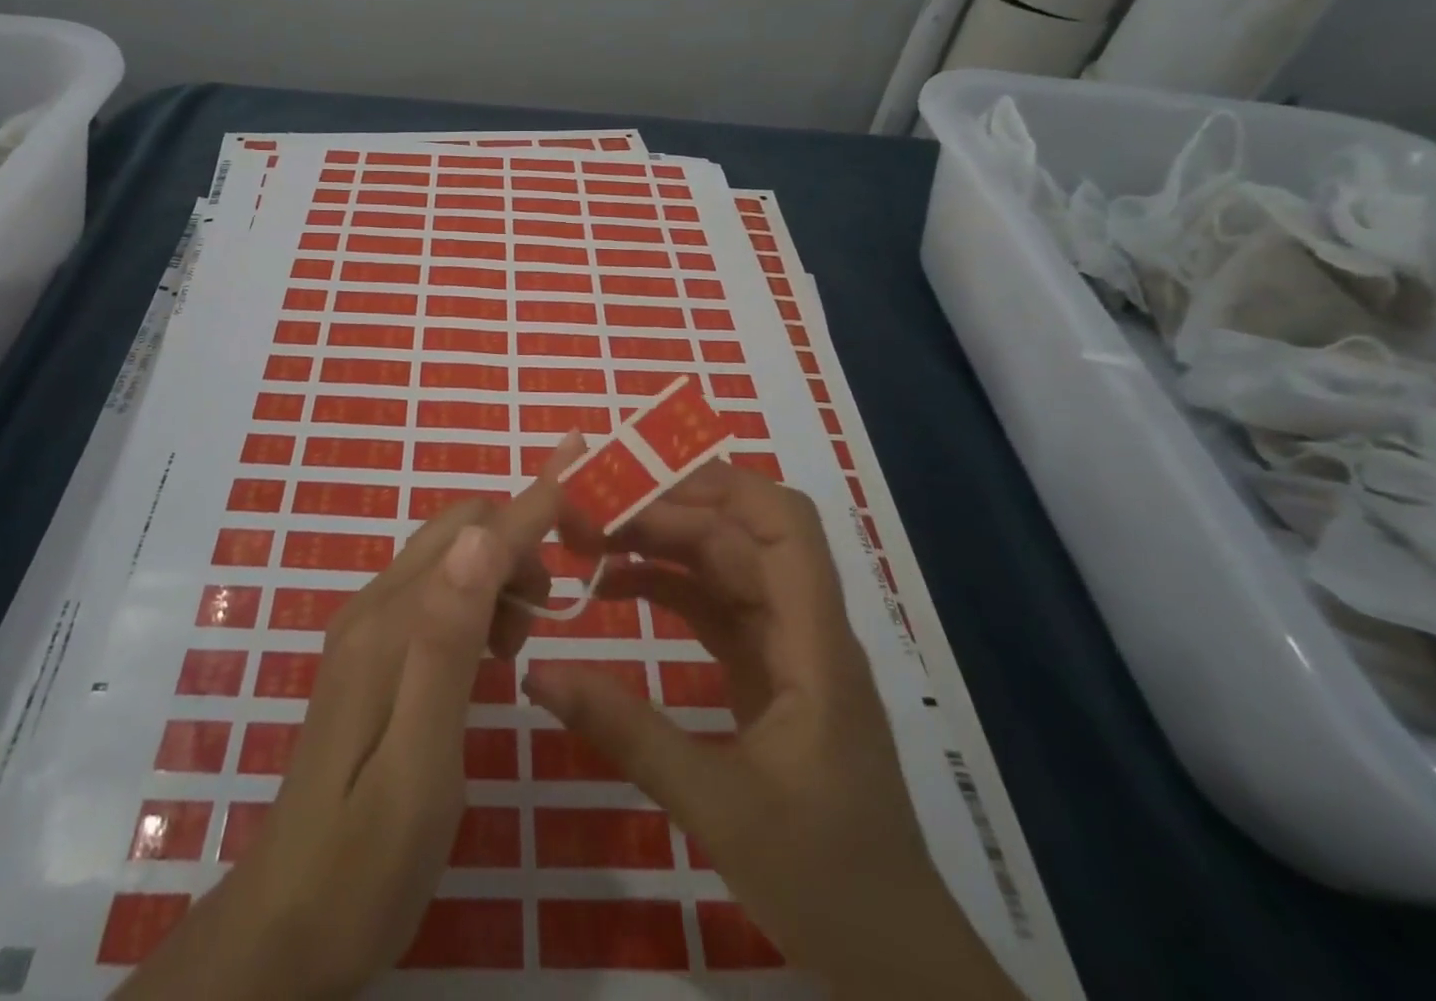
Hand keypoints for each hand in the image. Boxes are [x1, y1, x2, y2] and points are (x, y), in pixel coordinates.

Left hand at [117, 435, 583, 1000]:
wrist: (285, 927)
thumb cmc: (367, 862)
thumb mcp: (421, 762)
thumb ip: (448, 643)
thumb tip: (482, 536)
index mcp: (392, 626)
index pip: (477, 535)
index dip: (537, 502)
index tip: (589, 471)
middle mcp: (374, 607)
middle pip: (460, 529)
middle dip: (520, 541)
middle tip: (556, 606)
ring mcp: (366, 628)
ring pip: (449, 557)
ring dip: (499, 573)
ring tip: (521, 643)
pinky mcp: (369, 653)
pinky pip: (434, 591)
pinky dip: (477, 599)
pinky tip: (489, 656)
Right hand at [527, 460, 1021, 1000]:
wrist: (896, 965)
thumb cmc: (828, 882)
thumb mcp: (718, 807)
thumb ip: (626, 733)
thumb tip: (538, 675)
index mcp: (813, 642)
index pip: (783, 525)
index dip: (719, 486)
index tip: (642, 482)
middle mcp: (802, 628)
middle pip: (737, 537)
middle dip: (663, 514)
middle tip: (586, 517)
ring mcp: (784, 651)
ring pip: (722, 566)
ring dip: (659, 545)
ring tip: (588, 542)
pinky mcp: (765, 675)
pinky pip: (712, 608)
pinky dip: (665, 588)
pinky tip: (614, 589)